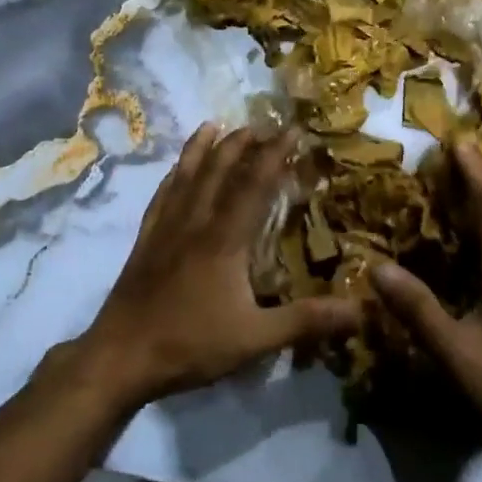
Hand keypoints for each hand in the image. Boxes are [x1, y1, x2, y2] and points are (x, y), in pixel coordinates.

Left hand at [71, 125, 362, 410]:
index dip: (275, 154)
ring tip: (214, 125)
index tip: (293, 130)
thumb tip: (360, 309)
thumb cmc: (190, 344)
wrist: (120, 357)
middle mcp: (195, 222)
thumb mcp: (255, 339)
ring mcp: (166, 228)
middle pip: (218, 170)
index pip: (254, 184)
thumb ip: (306, 321)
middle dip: (241, 143)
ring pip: (187, 175)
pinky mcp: (146, 240)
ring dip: (203, 148)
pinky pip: (162, 196)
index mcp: (224, 239)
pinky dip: (173, 175)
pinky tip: (176, 170)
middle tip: (260, 125)